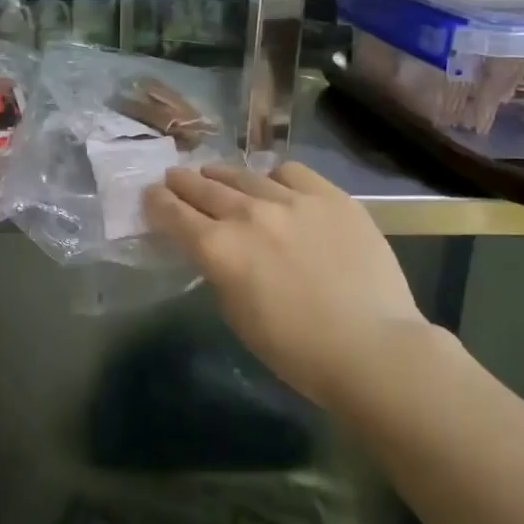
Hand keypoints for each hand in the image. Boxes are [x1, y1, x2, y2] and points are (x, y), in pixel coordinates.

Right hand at [143, 161, 443, 406]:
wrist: (372, 348)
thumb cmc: (296, 350)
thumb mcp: (237, 315)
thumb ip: (221, 273)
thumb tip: (221, 252)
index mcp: (218, 250)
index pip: (174, 215)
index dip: (157, 202)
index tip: (150, 195)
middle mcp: (248, 215)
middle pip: (203, 188)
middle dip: (183, 182)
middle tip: (173, 177)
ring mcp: (291, 200)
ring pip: (244, 176)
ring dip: (222, 176)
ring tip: (215, 175)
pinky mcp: (330, 197)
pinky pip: (291, 173)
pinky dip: (273, 177)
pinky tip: (274, 184)